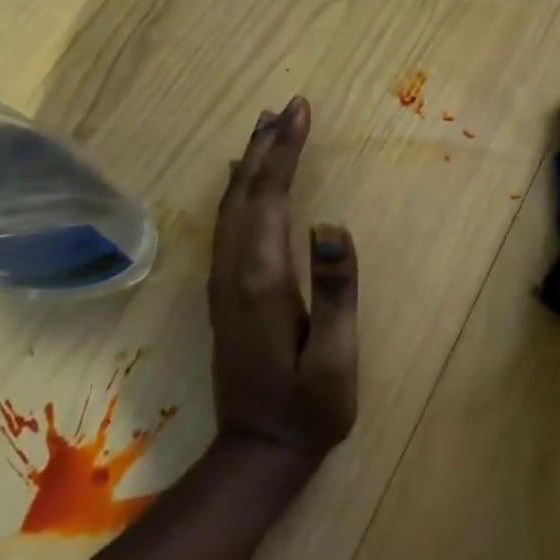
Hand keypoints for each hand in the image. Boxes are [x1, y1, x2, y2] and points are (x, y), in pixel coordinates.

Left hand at [208, 96, 358, 472]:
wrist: (255, 454)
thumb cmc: (309, 409)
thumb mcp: (336, 358)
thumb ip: (335, 290)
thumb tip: (332, 224)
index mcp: (262, 279)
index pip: (270, 196)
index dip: (286, 150)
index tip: (301, 110)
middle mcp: (233, 271)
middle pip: (246, 192)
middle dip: (268, 144)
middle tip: (288, 106)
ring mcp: (222, 282)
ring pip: (231, 205)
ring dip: (251, 161)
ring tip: (267, 126)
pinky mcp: (223, 293)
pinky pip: (228, 223)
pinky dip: (240, 189)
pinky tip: (246, 179)